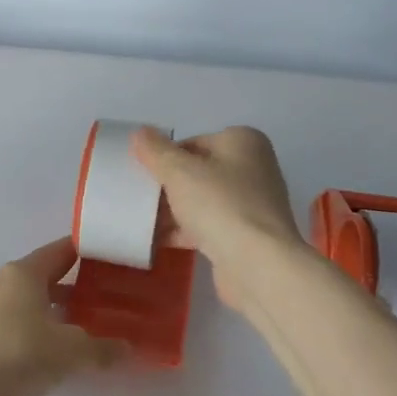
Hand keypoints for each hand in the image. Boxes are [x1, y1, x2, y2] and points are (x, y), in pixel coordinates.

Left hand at [0, 238, 129, 395]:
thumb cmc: (24, 354)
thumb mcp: (73, 350)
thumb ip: (102, 347)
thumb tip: (126, 348)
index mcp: (23, 273)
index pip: (60, 251)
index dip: (86, 252)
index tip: (111, 259)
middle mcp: (3, 284)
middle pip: (45, 276)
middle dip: (74, 285)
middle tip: (105, 294)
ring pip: (31, 303)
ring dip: (56, 311)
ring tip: (87, 324)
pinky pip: (19, 325)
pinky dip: (40, 332)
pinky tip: (60, 350)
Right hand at [133, 127, 303, 309]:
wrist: (257, 264)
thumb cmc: (220, 205)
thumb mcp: (179, 171)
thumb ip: (156, 151)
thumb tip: (140, 132)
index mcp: (243, 142)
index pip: (192, 143)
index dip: (164, 158)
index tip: (142, 176)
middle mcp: (252, 168)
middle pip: (198, 172)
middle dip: (167, 187)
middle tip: (139, 199)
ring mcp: (252, 204)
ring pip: (202, 201)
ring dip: (173, 211)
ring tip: (142, 221)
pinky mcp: (247, 235)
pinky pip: (209, 226)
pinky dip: (185, 231)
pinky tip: (157, 241)